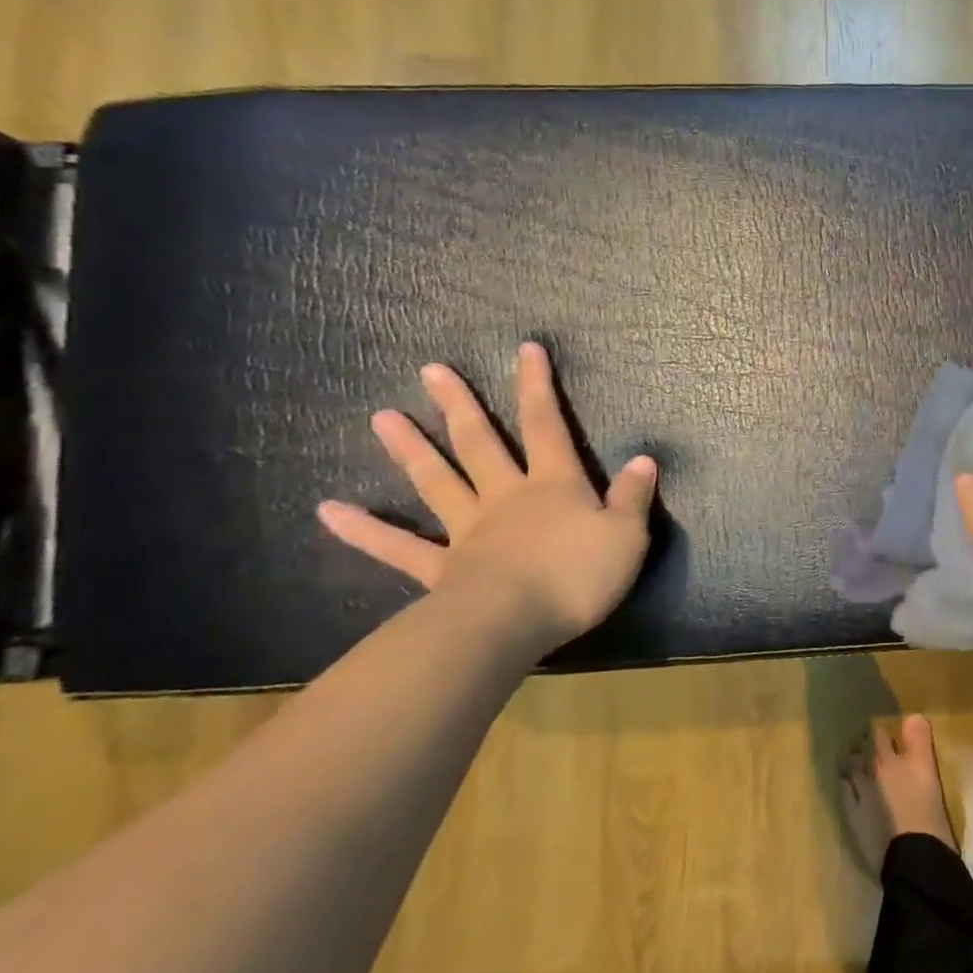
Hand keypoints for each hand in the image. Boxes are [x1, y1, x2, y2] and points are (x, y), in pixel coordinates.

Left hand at [318, 343, 657, 648]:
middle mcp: (506, 497)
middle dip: (460, 406)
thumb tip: (643, 459)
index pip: (547, 426)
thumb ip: (632, 496)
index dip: (537, 387)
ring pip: (437, 482)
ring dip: (411, 450)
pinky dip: (364, 530)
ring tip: (380, 417)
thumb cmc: (577, 577)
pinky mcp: (441, 569)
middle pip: (480, 444)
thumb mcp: (627, 535)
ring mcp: (468, 531)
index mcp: (554, 486)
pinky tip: (328, 511)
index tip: (524, 349)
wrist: (512, 623)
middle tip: (430, 371)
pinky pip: (399, 547)